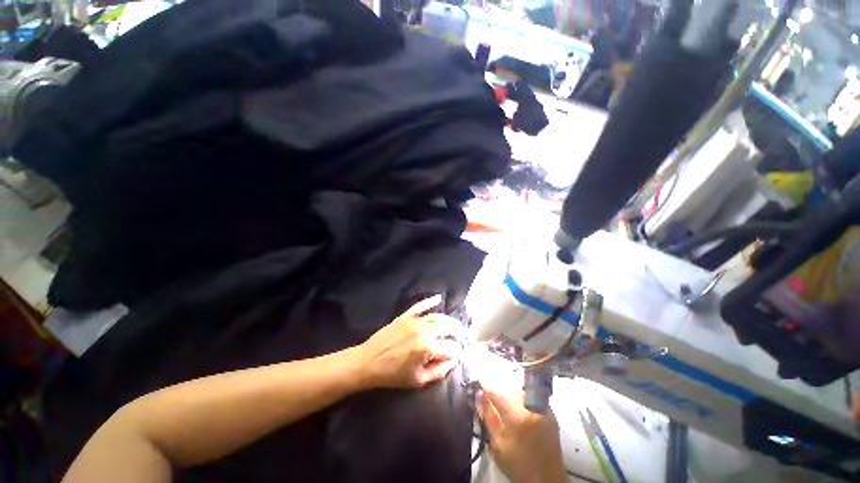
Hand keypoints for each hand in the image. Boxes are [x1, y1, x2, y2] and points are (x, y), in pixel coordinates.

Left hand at [356, 295, 463, 388]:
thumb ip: (438, 371)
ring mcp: (414, 321)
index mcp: (427, 348)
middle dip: (458, 332)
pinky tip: (438, 298)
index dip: (459, 352)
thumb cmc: (393, 375)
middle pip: (447, 327)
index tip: (463, 354)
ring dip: (448, 319)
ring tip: (454, 324)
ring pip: (436, 316)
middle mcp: (423, 331)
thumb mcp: (418, 380)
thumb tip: (453, 362)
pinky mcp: (405, 316)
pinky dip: (429, 301)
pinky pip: (419, 306)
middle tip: (463, 336)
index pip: (451, 347)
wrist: (368, 362)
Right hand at [479, 385, 566, 482]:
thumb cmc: (518, 465)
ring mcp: (544, 409)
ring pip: (522, 394)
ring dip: (512, 400)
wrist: (546, 480)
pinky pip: (533, 400)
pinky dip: (525, 404)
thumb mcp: (497, 444)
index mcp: (517, 416)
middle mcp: (532, 407)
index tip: (479, 389)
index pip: (498, 395)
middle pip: (511, 392)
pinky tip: (521, 417)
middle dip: (501, 397)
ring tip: (508, 413)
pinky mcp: (552, 415)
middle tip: (494, 405)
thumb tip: (479, 395)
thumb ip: (488, 416)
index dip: (487, 391)